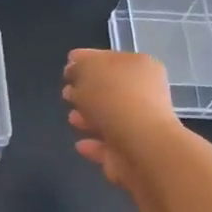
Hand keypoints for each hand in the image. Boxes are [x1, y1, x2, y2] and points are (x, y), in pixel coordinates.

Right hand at [62, 48, 185, 190]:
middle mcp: (145, 93)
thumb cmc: (113, 98)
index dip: (86, 62)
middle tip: (66, 94)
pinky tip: (80, 144)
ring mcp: (141, 125)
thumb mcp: (86, 68)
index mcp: (139, 66)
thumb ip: (78, 66)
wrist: (139, 146)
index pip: (109, 59)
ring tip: (71, 119)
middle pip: (111, 89)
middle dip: (87, 91)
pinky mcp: (134, 153)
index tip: (66, 70)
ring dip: (90, 118)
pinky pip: (109, 146)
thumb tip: (74, 69)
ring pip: (110, 118)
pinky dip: (94, 144)